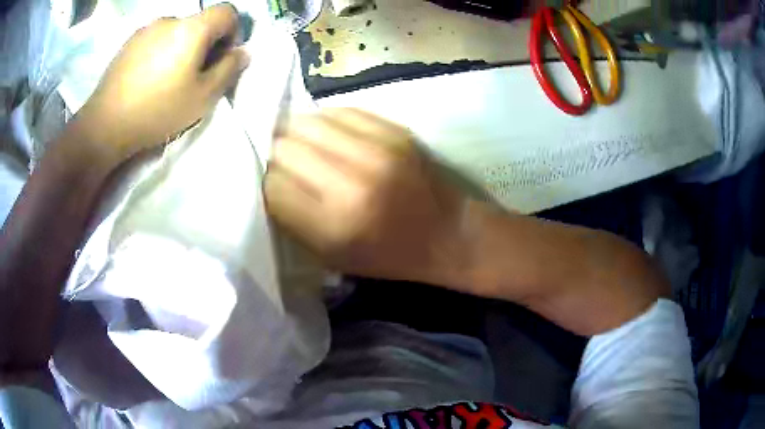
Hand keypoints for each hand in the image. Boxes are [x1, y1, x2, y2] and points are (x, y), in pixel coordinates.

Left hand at [78, 4, 249, 162]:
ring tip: (166, 79)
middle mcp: (169, 19)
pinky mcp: (128, 43)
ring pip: (175, 32)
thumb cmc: (157, 111)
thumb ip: (229, 70)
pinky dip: (159, 52)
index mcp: (192, 28)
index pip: (227, 12)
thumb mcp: (203, 97)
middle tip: (193, 75)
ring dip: (180, 48)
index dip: (233, 31)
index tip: (221, 57)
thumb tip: (242, 53)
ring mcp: (145, 29)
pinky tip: (147, 78)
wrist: (105, 125)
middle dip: (204, 43)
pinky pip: (154, 39)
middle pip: (199, 23)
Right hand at [264, 108, 467, 281]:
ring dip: (296, 132)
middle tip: (281, 162)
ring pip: (308, 122)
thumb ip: (293, 220)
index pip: (272, 186)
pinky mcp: (394, 131)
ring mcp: (376, 150)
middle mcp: (352, 183)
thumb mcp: (333, 256)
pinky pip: (339, 111)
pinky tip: (326, 133)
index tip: (271, 184)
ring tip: (299, 143)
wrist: (448, 234)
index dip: (265, 183)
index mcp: (335, 225)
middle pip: (285, 148)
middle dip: (275, 155)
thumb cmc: (388, 255)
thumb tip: (267, 179)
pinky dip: (324, 121)